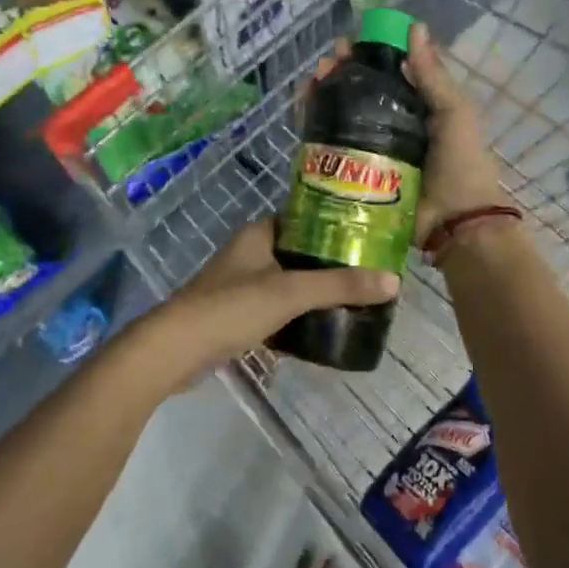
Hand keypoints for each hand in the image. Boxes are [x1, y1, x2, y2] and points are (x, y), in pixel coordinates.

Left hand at [153, 218, 398, 380]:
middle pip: (298, 252)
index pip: (302, 217)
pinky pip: (274, 309)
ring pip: (286, 282)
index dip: (333, 223)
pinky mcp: (235, 315)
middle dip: (329, 263)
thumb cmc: (231, 307)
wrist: (175, 350)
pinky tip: (321, 328)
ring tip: (353, 300)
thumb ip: (339, 286)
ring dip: (313, 291)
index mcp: (258, 234)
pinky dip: (295, 316)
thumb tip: (392, 281)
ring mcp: (239, 285)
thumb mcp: (290, 293)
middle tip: (368, 272)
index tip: (367, 234)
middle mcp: (248, 253)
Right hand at [310, 23, 507, 240]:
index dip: (366, 54)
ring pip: (339, 114)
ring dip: (322, 94)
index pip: (387, 71)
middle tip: (325, 66)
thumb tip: (414, 27)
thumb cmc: (461, 164)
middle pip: (358, 90)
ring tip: (310, 84)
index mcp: (418, 105)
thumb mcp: (454, 112)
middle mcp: (392, 123)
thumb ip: (433, 75)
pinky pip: (330, 144)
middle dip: (339, 72)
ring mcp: (371, 148)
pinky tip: (303, 111)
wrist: (455, 223)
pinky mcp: (355, 171)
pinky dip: (314, 125)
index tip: (349, 43)